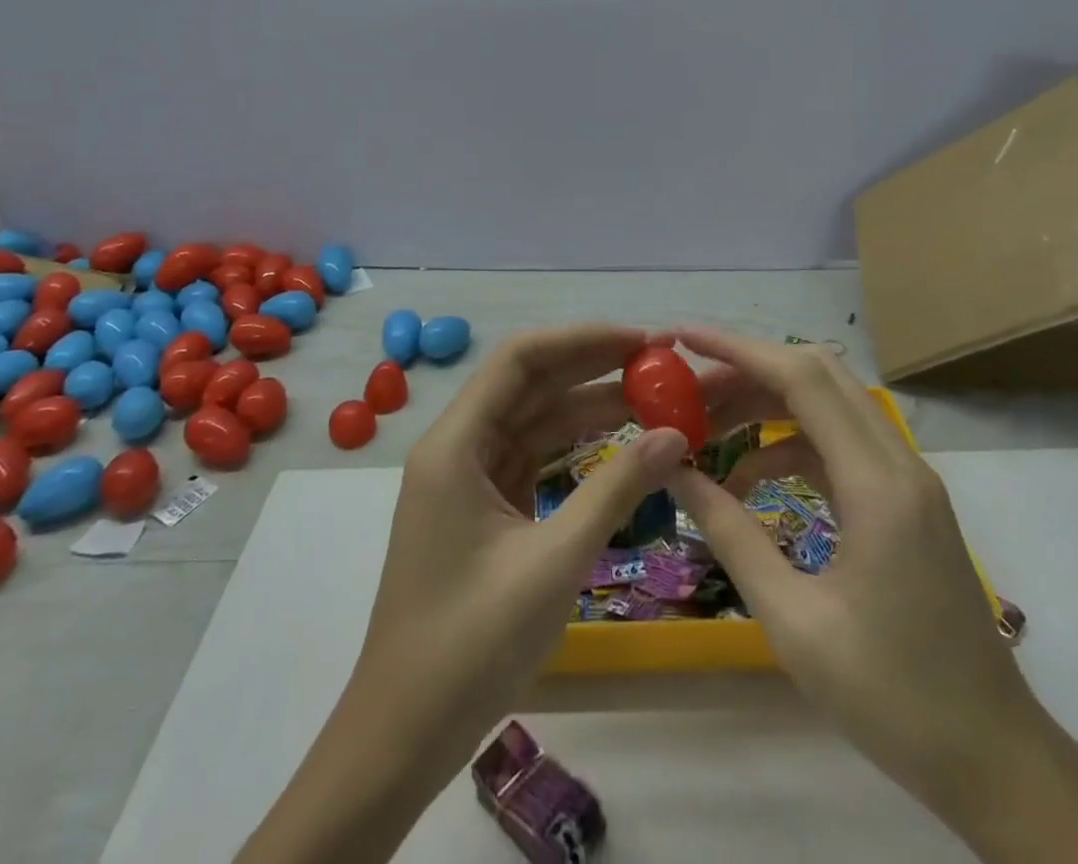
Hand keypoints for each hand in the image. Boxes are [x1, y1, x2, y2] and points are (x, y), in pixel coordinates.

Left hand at [356, 323, 687, 734]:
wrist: (402, 737)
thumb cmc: (470, 646)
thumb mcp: (554, 562)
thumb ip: (615, 490)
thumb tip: (675, 435)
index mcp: (455, 444)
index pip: (520, 359)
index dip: (581, 340)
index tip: (639, 342)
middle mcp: (456, 447)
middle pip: (528, 384)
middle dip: (590, 368)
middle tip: (657, 365)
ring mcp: (466, 479)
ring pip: (532, 420)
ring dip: (586, 408)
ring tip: (651, 399)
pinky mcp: (481, 508)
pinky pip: (531, 458)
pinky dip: (572, 448)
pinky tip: (616, 442)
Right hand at [667, 329, 1077, 862]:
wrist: (995, 760)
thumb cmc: (893, 699)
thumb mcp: (793, 621)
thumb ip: (731, 535)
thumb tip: (675, 473)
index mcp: (878, 485)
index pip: (802, 378)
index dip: (737, 349)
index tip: (682, 338)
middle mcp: (898, 463)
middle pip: (817, 376)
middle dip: (746, 370)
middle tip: (687, 392)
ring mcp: (906, 479)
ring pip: (827, 405)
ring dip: (765, 404)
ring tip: (706, 430)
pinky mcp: (903, 500)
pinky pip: (838, 444)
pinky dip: (788, 444)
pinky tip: (749, 479)